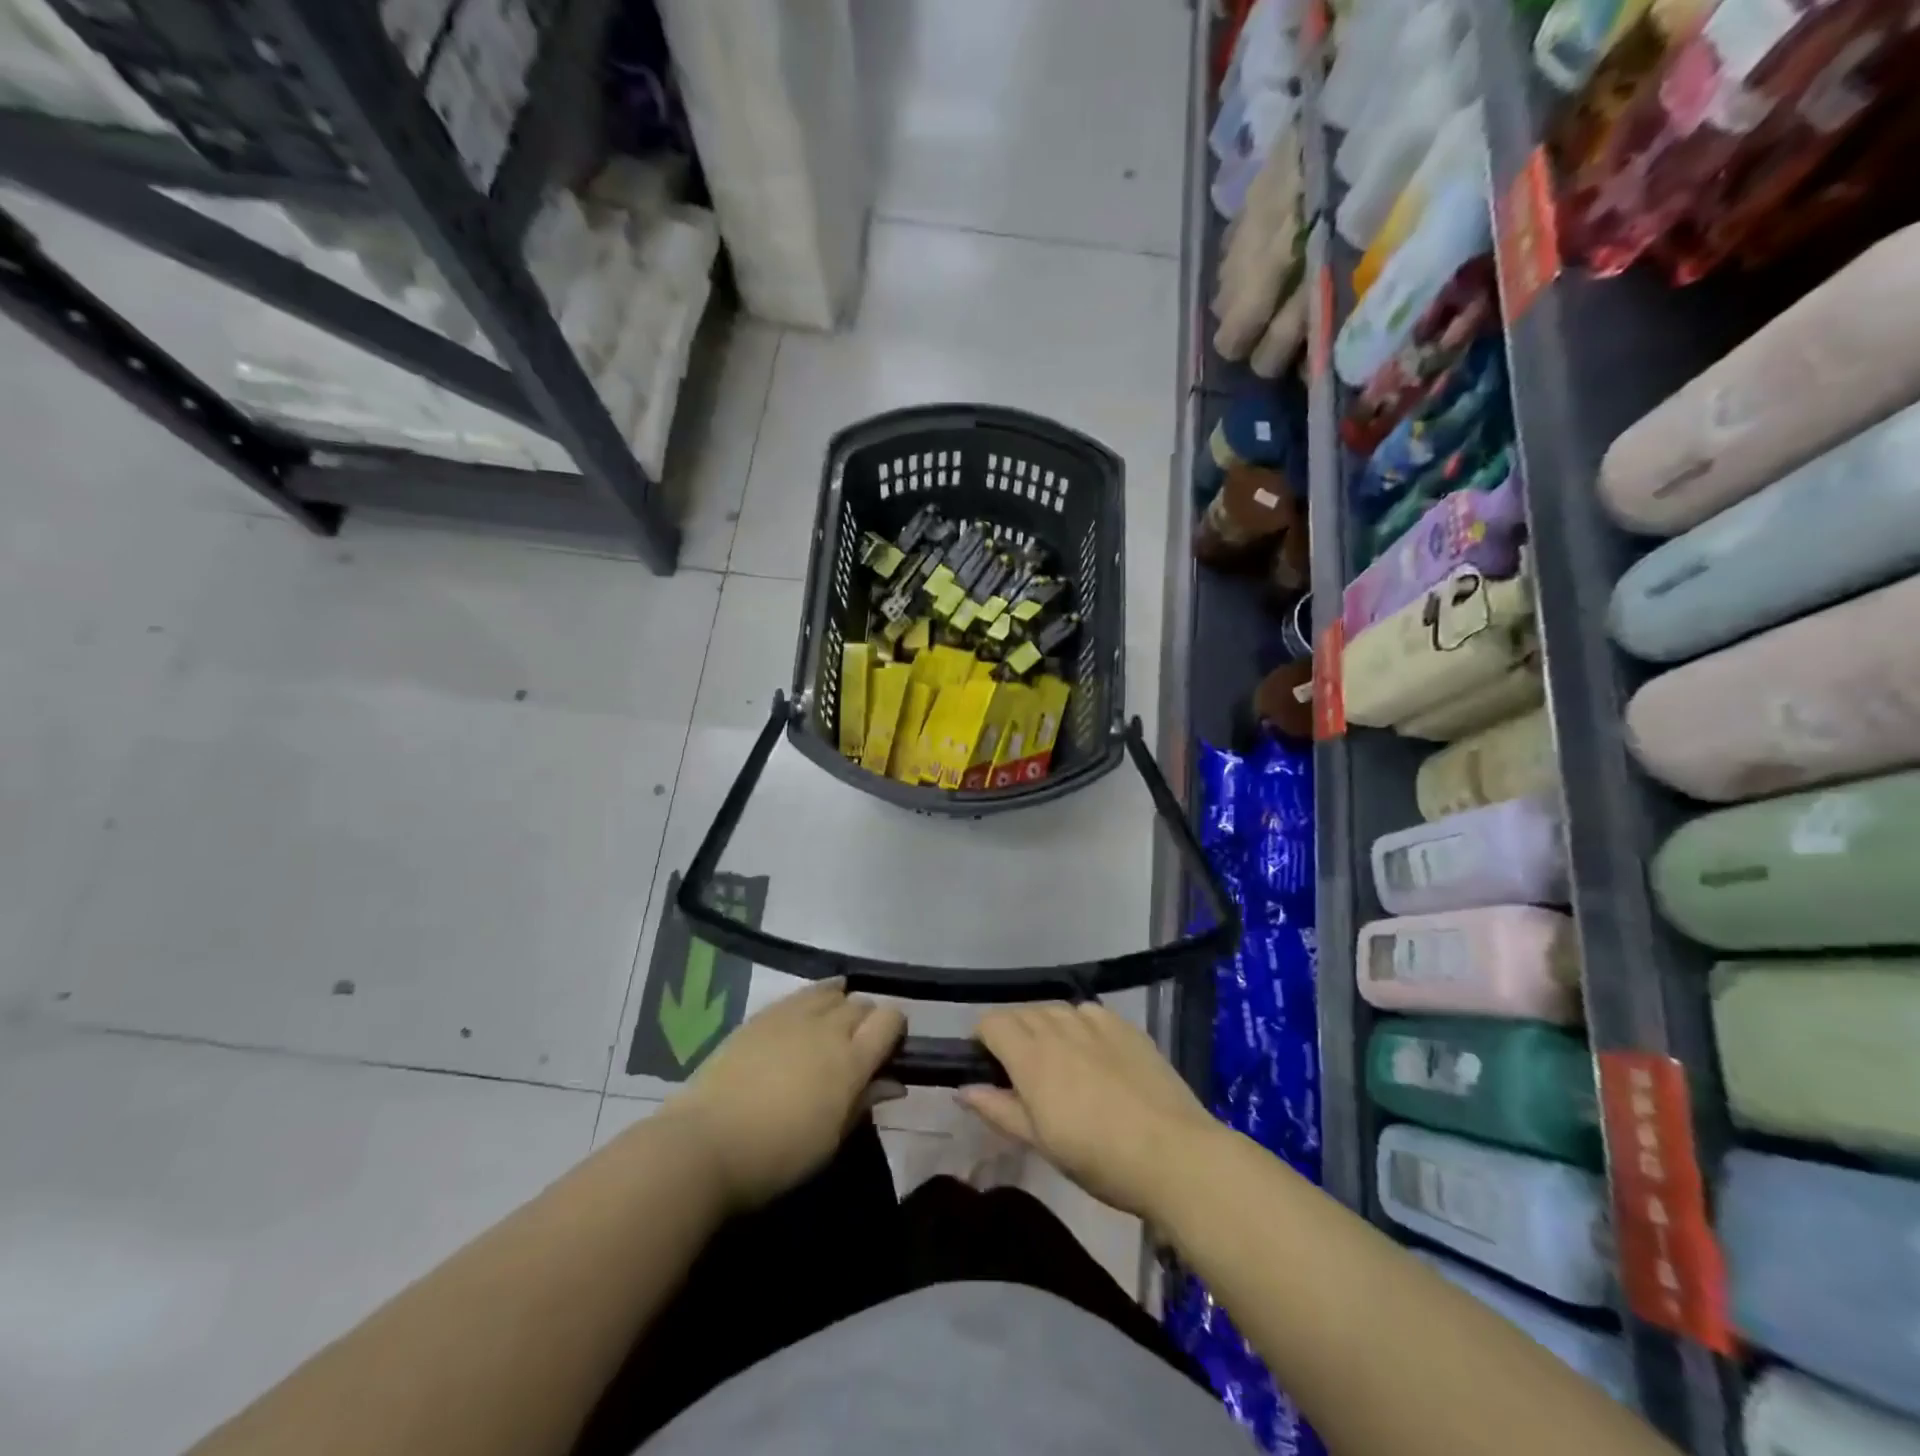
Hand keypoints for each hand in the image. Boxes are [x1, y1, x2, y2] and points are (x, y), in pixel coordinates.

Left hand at [666, 981, 904, 1213]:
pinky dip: (814, 997)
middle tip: (857, 1048)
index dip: (895, 1029)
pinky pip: (801, 994)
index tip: (889, 1050)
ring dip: (841, 1005)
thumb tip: (893, 1082)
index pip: (890, 1020)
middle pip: (862, 1004)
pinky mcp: (763, 1014)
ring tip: (833, 1025)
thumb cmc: (777, 1155)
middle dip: (867, 1021)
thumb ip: (864, 1102)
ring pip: (833, 992)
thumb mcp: (831, 1139)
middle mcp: (828, 1028)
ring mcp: (793, 1015)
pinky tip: (807, 1011)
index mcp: (851, 1060)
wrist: (706, 1142)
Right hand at [960, 1003, 1223, 1223]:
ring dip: (1046, 1028)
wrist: (1174, 1154)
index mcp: (1031, 1055)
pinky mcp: (1126, 1026)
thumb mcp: (1041, 1142)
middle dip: (1013, 1034)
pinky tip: (1094, 1055)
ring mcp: (1095, 1021)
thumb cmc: (1099, 1157)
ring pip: (1055, 1010)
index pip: (992, 1022)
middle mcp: (1059, 1026)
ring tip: (1059, 1063)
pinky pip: (1089, 1012)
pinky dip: (1080, 1026)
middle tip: (1022, 1075)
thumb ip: (999, 1109)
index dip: (983, 1039)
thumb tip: (963, 1089)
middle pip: (1021, 1012)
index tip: (988, 1067)